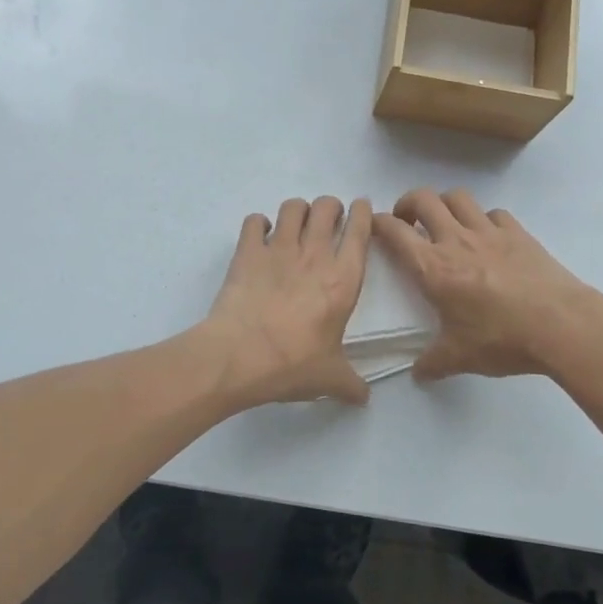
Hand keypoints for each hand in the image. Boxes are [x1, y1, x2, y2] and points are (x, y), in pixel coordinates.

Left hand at [204, 196, 372, 407]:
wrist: (238, 357)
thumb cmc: (292, 365)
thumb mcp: (329, 378)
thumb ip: (351, 384)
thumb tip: (364, 397)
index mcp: (343, 280)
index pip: (359, 231)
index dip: (362, 213)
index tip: (360, 209)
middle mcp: (314, 255)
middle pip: (327, 207)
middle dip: (330, 207)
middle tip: (328, 219)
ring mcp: (279, 249)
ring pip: (293, 207)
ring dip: (298, 210)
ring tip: (296, 224)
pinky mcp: (247, 252)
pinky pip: (255, 221)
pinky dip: (259, 223)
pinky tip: (260, 235)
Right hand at [374, 188, 602, 379]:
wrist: (561, 325)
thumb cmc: (502, 339)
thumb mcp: (460, 357)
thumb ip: (433, 363)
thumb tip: (418, 374)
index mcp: (433, 268)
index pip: (395, 232)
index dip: (378, 223)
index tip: (374, 226)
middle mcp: (456, 240)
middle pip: (423, 199)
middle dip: (408, 203)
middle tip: (407, 221)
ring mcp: (489, 232)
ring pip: (458, 197)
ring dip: (444, 203)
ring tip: (445, 221)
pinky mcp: (518, 233)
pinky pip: (494, 213)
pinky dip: (484, 219)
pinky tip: (488, 237)